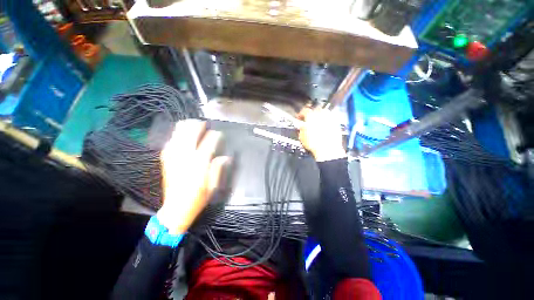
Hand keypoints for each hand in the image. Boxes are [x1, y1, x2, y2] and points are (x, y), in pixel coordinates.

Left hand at [157, 120, 229, 233]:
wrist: (175, 209)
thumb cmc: (198, 197)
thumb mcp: (213, 185)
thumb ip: (218, 168)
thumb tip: (226, 157)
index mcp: (199, 163)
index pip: (209, 142)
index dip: (215, 135)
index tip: (219, 134)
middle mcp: (185, 156)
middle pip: (191, 132)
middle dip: (198, 125)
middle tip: (205, 124)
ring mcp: (173, 156)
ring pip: (179, 133)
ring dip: (187, 127)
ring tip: (194, 125)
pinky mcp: (166, 159)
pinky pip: (171, 140)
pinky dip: (177, 134)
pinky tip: (182, 135)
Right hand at [298, 108, 345, 161]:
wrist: (327, 150)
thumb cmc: (315, 144)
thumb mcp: (302, 137)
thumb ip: (300, 128)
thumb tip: (300, 126)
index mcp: (311, 116)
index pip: (305, 110)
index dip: (301, 114)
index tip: (299, 117)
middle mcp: (321, 115)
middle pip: (315, 109)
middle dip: (311, 113)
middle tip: (308, 119)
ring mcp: (330, 118)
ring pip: (324, 112)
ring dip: (320, 115)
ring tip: (317, 121)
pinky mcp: (336, 124)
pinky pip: (331, 118)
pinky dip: (327, 120)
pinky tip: (325, 126)